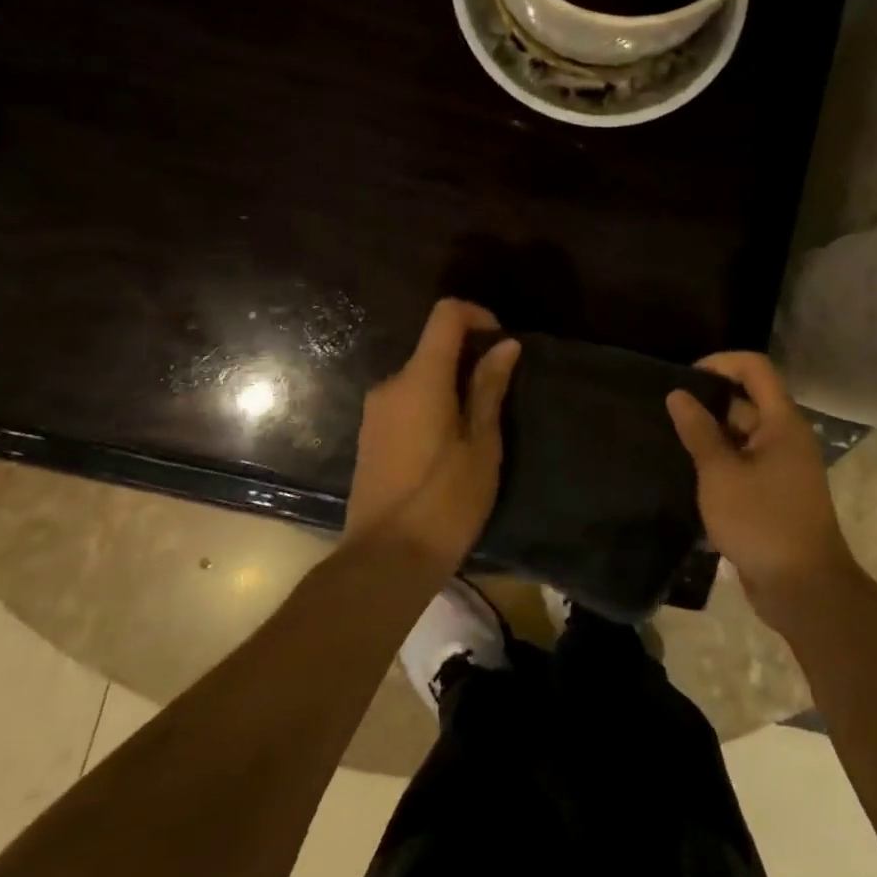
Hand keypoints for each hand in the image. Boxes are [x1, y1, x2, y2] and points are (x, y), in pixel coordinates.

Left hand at [345, 299, 520, 575]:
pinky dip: (433, 404)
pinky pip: (407, 401)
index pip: (445, 315)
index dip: (477, 315)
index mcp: (420, 380)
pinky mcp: (370, 435)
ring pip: (421, 377)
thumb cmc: (445, 502)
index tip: (502, 342)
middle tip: (501, 395)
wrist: (385, 560)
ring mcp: (375, 411)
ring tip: (480, 426)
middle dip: (469, 358)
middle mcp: (391, 384)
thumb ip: (489, 388)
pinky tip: (451, 444)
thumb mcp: (481, 445)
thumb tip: (506, 345)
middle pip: (433, 347)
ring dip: (452, 385)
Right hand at [666, 352, 859, 626]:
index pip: (755, 368)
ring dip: (709, 435)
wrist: (804, 589)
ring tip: (668, 439)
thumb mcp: (721, 474)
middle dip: (707, 402)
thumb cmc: (763, 522)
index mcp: (782, 422)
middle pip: (746, 401)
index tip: (684, 377)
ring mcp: (780, 467)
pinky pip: (743, 463)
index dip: (720, 362)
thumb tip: (678, 394)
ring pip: (741, 435)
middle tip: (665, 412)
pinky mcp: (772, 494)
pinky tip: (686, 472)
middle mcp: (785, 437)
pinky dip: (718, 462)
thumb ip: (699, 432)